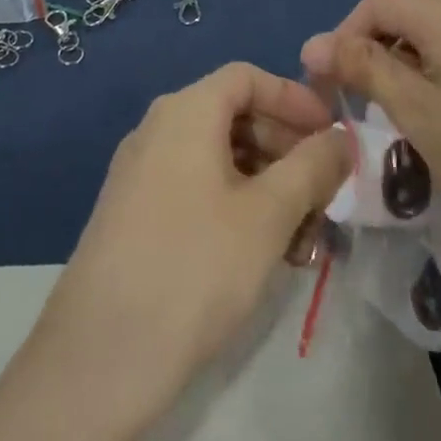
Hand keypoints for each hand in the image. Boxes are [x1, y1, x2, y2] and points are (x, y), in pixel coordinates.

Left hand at [34, 64, 350, 421]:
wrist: (97, 363)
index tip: (332, 135)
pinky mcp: (134, 216)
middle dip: (287, 148)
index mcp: (185, 112)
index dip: (295, 98)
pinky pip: (196, 189)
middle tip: (325, 192)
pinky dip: (236, 206)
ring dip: (267, 184)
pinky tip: (262, 253)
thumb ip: (313, 166)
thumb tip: (342, 137)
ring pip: (218, 158)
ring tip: (303, 234)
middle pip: (234, 116)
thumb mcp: (268, 215)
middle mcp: (157, 130)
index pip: (248, 77)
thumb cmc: (194, 269)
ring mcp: (141, 174)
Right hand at [300, 0, 440, 272]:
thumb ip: (364, 69)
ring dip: (404, 54)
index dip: (342, 36)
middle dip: (373, 40)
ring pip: (436, 27)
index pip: (376, 3)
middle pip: (407, 6)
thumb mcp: (418, 114)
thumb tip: (314, 43)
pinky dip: (437, 65)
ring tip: (397, 107)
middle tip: (361, 93)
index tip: (325, 84)